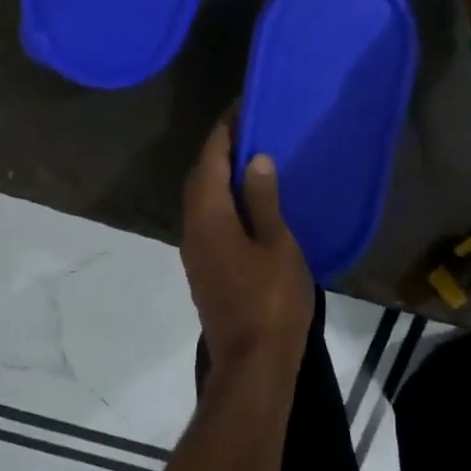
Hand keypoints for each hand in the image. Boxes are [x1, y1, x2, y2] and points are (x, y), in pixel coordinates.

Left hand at [180, 114, 312, 374]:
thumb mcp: (277, 245)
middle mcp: (192, 231)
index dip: (223, 132)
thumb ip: (264, 201)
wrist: (252, 362)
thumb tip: (255, 160)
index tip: (242, 108)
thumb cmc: (272, 301)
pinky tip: (247, 204)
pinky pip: (207, 222)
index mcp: (209, 218)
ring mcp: (195, 254)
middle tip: (249, 131)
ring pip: (200, 202)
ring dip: (219, 177)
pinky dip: (223, 203)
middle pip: (199, 180)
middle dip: (218, 151)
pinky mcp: (203, 271)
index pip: (210, 161)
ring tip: (251, 161)